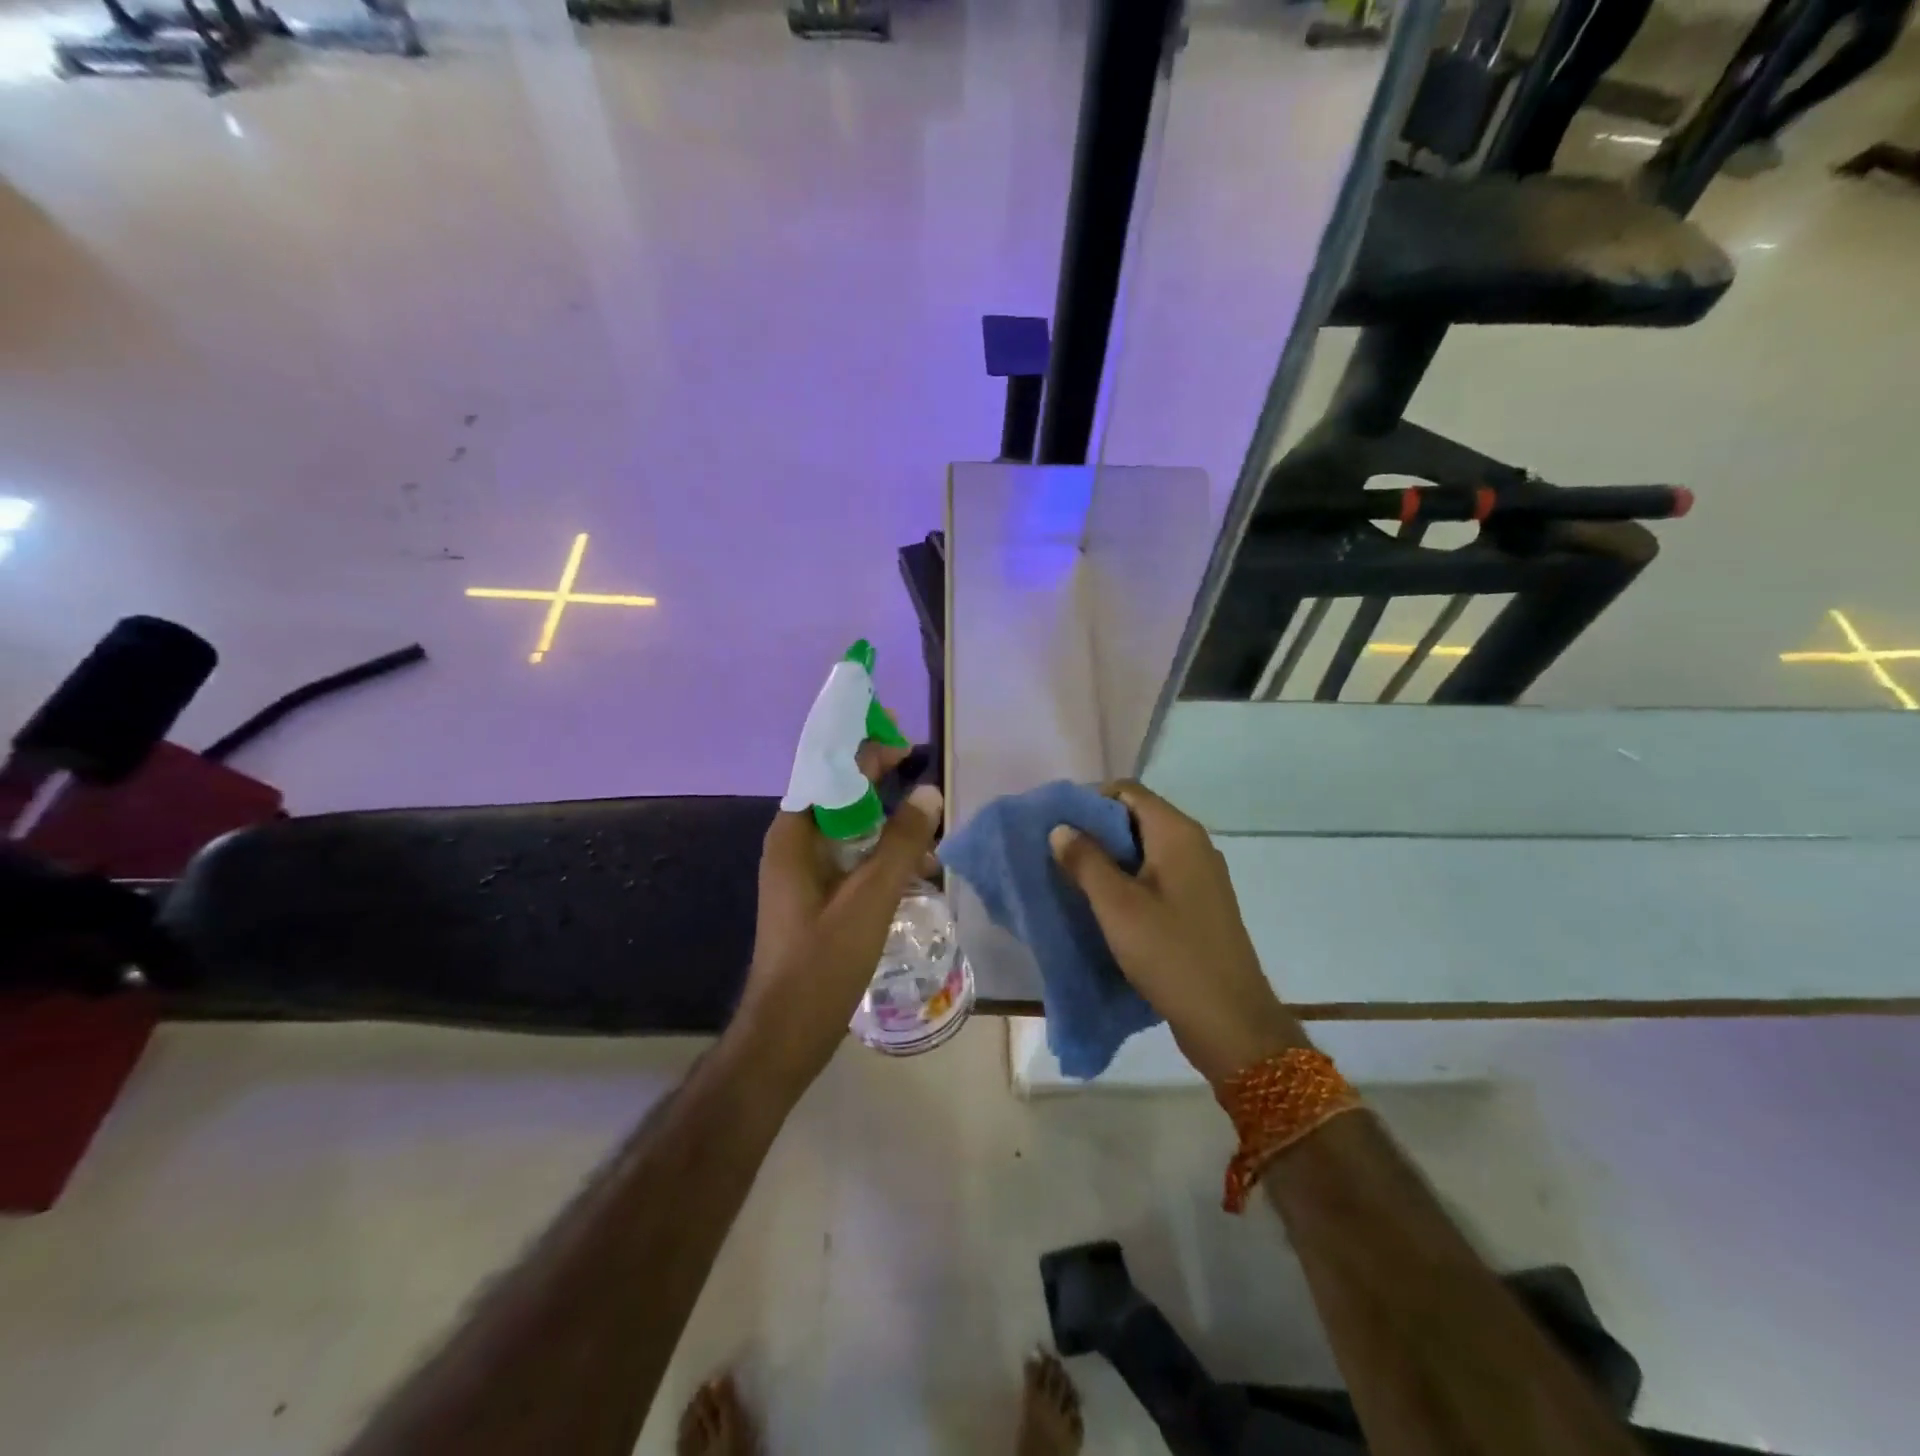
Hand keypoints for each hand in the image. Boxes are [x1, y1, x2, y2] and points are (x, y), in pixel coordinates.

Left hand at [734, 746, 942, 1092]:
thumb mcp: (871, 896)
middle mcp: (794, 843)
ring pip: (850, 830)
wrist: (787, 1032)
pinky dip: (881, 857)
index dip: (866, 749)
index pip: (830, 769)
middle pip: (841, 795)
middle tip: (924, 783)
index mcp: (795, 833)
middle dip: (882, 785)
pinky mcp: (816, 895)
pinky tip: (915, 876)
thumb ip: (901, 841)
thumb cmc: (824, 961)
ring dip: (888, 828)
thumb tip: (929, 791)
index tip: (905, 741)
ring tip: (929, 844)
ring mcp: (803, 871)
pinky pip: (852, 859)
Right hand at [1049, 781, 1307, 1087]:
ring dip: (1111, 861)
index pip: (1127, 791)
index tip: (1060, 829)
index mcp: (1177, 833)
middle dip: (1096, 833)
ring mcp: (1201, 876)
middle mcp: (1194, 845)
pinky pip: (1158, 877)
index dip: (1090, 802)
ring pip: (1146, 851)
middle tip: (1061, 857)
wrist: (1229, 1019)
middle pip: (1136, 818)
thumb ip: (1086, 861)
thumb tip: (1061, 828)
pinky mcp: (1200, 905)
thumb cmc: (1170, 953)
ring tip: (1076, 883)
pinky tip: (1108, 909)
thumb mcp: (1116, 905)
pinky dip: (1130, 883)